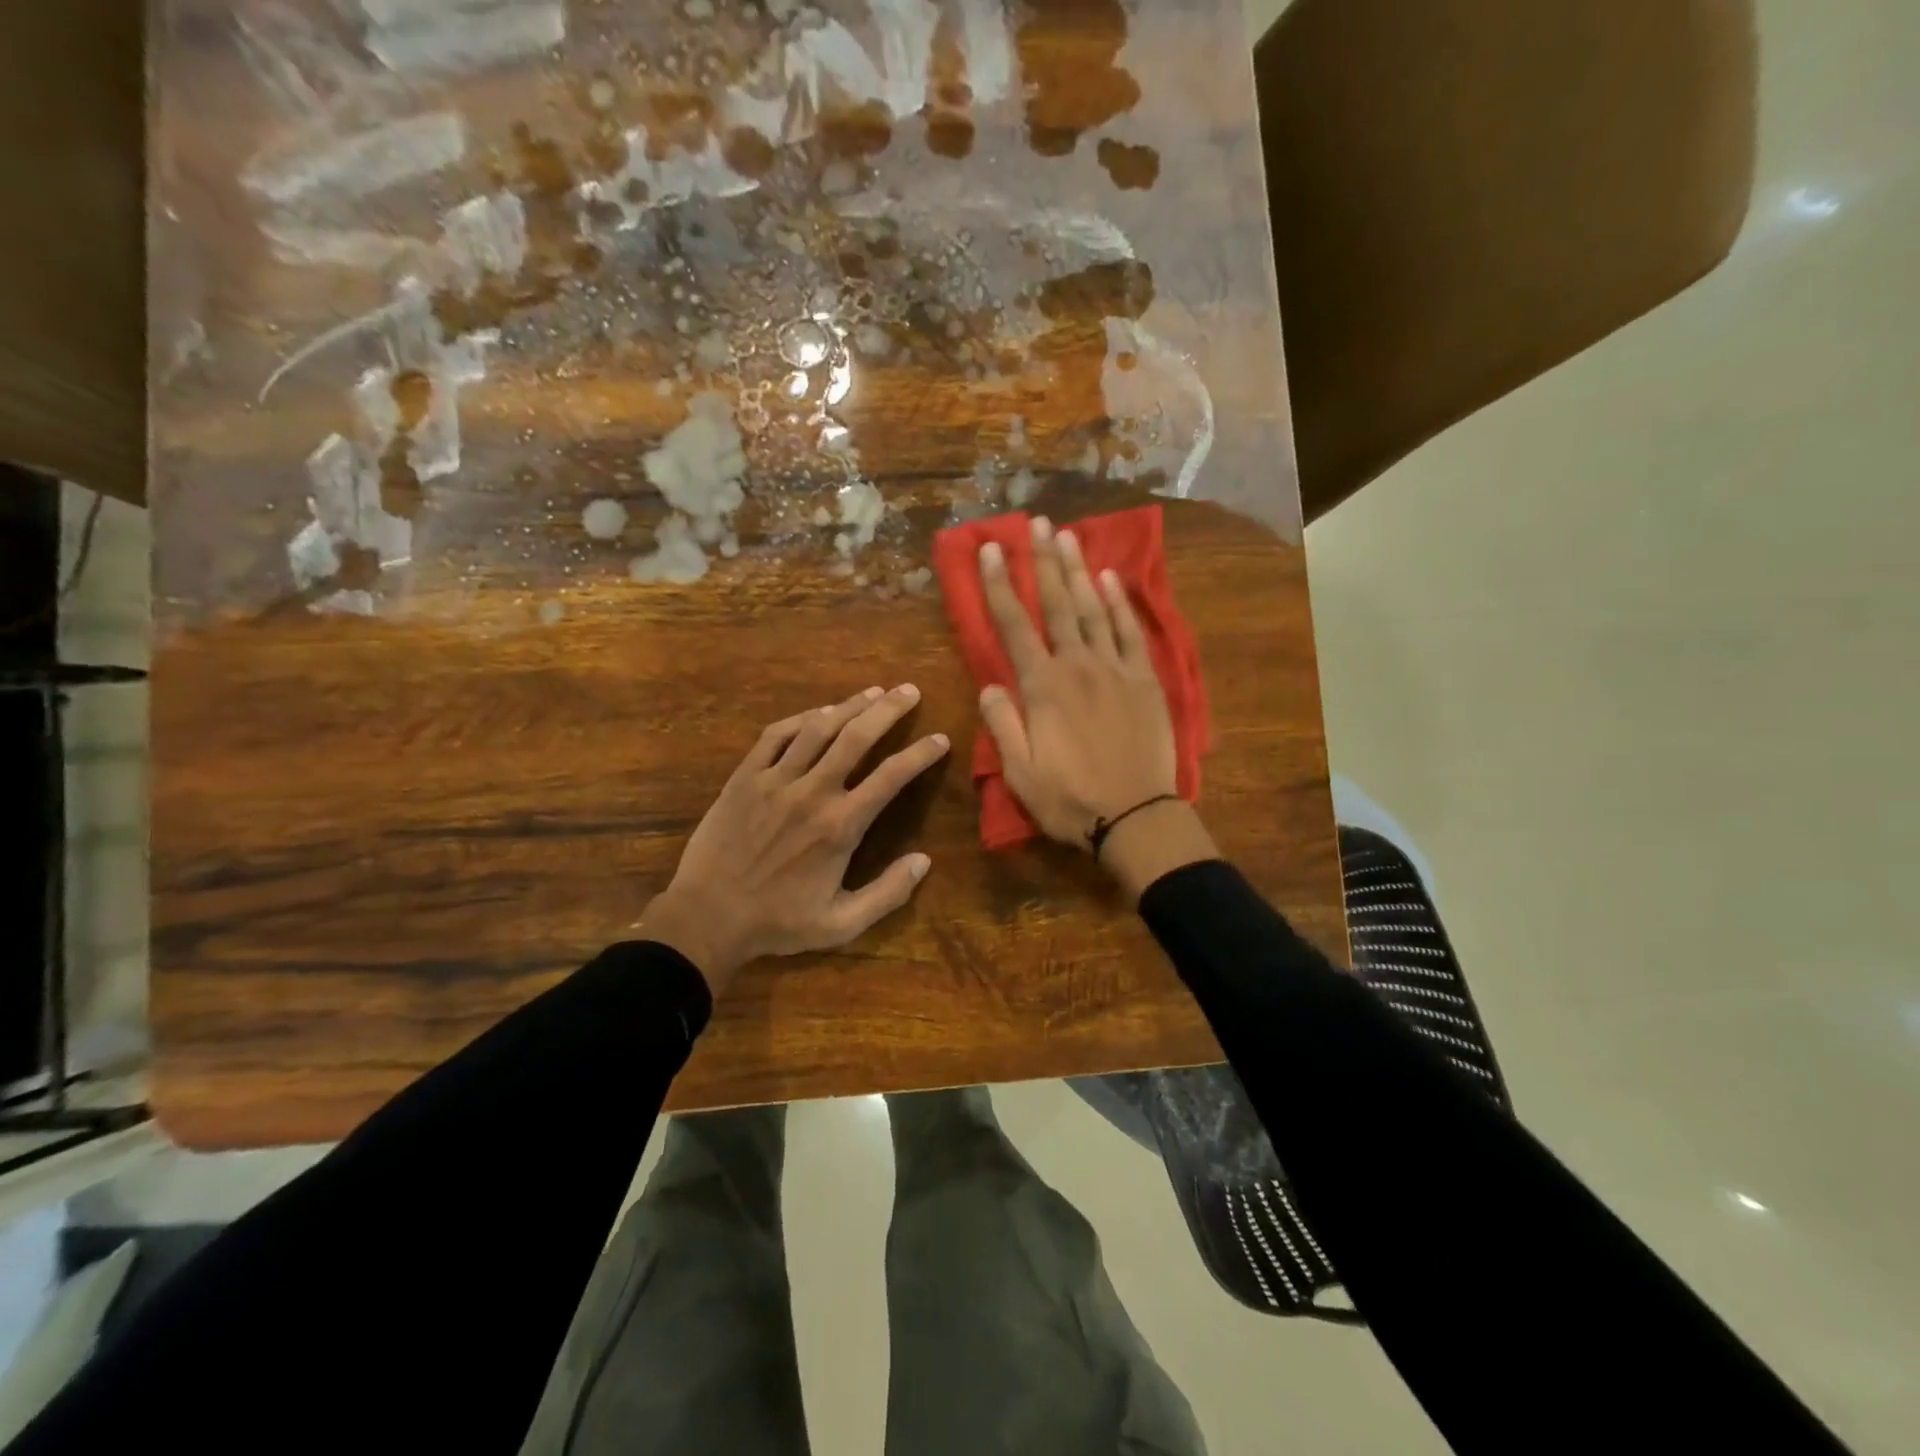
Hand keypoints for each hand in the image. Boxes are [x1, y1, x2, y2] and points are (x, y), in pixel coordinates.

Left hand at [640, 685, 948, 993]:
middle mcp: (812, 792)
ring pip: (819, 728)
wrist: (707, 917)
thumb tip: (924, 861)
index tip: (940, 739)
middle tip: (910, 691)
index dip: (921, 754)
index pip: (891, 777)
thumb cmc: (778, 923)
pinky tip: (819, 712)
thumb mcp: (841, 924)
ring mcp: (775, 780)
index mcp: (841, 826)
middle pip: (857, 737)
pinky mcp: (745, 777)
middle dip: (889, 710)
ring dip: (850, 705)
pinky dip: (801, 718)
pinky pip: (776, 735)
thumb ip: (887, 893)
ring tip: (873, 691)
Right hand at [977, 515, 1217, 898]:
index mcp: (1043, 687)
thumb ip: (1003, 723)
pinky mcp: (1145, 680)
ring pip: (1093, 609)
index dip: (999, 585)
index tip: (990, 550)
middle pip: (1056, 604)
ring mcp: (1116, 669)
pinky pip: (1131, 632)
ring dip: (1078, 570)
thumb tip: (991, 683)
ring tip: (1068, 535)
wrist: (1135, 817)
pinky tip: (1110, 579)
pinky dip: (1119, 603)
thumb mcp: (1020, 772)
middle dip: (1043, 561)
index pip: (1013, 626)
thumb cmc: (1070, 799)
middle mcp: (1078, 666)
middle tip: (1035, 523)